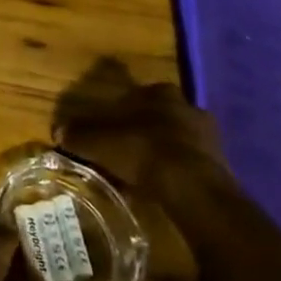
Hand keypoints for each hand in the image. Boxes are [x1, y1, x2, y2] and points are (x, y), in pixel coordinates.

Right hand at [53, 79, 234, 218]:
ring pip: (181, 137)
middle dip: (149, 127)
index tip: (115, 122)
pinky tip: (168, 186)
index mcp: (160, 94)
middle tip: (130, 146)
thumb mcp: (102, 143)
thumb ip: (81, 136)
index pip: (140, 93)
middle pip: (163, 113)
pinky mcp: (222, 164)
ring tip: (149, 170)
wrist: (192, 187)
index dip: (126, 107)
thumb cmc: (144, 152)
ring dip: (167, 149)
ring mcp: (209, 136)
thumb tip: (58, 131)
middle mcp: (188, 106)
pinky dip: (181, 171)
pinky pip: (194, 162)